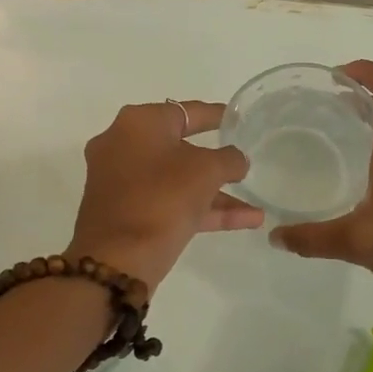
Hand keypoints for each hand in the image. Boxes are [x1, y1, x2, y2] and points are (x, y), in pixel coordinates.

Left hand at [65, 99, 263, 290]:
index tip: (239, 120)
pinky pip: (168, 202)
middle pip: (180, 147)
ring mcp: (121, 181)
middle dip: (216, 161)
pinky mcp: (124, 212)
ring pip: (177, 180)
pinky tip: (245, 221)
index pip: (187, 111)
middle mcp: (123, 144)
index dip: (217, 115)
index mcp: (138, 123)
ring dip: (216, 193)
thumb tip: (235, 160)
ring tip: (255, 207)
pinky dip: (201, 210)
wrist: (117, 259)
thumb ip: (229, 159)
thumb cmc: (162, 199)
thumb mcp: (207, 171)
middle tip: (243, 164)